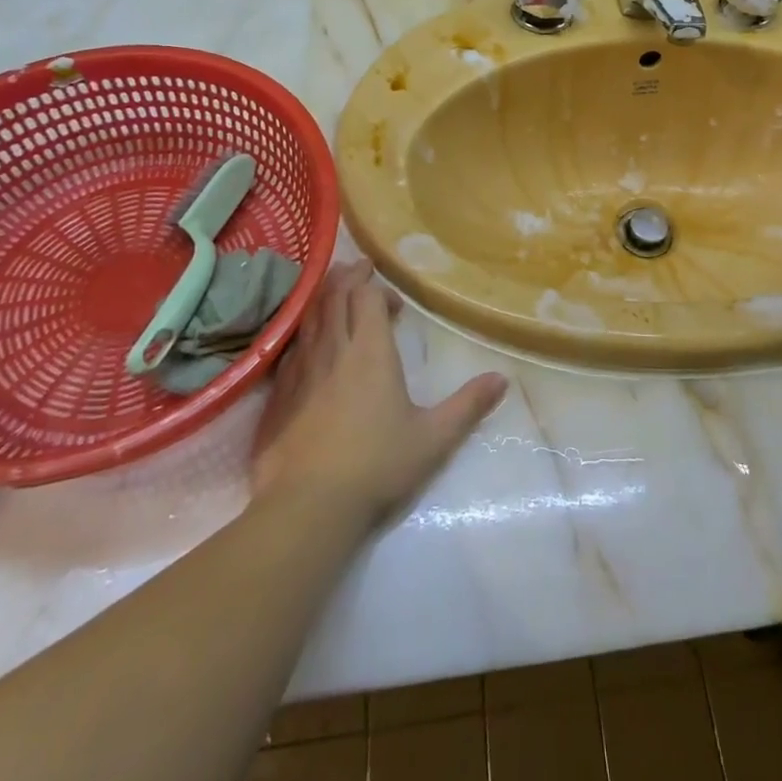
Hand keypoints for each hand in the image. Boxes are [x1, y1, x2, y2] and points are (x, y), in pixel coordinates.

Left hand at [250, 261, 508, 532]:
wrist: (306, 508)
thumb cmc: (376, 467)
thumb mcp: (433, 438)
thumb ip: (468, 405)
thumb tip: (502, 379)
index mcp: (371, 352)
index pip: (367, 298)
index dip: (378, 289)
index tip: (394, 303)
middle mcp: (333, 350)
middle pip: (335, 296)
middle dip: (348, 278)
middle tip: (360, 272)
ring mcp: (301, 370)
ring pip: (310, 317)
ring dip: (323, 298)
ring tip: (334, 293)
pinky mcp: (279, 393)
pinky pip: (291, 346)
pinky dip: (302, 331)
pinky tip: (306, 342)